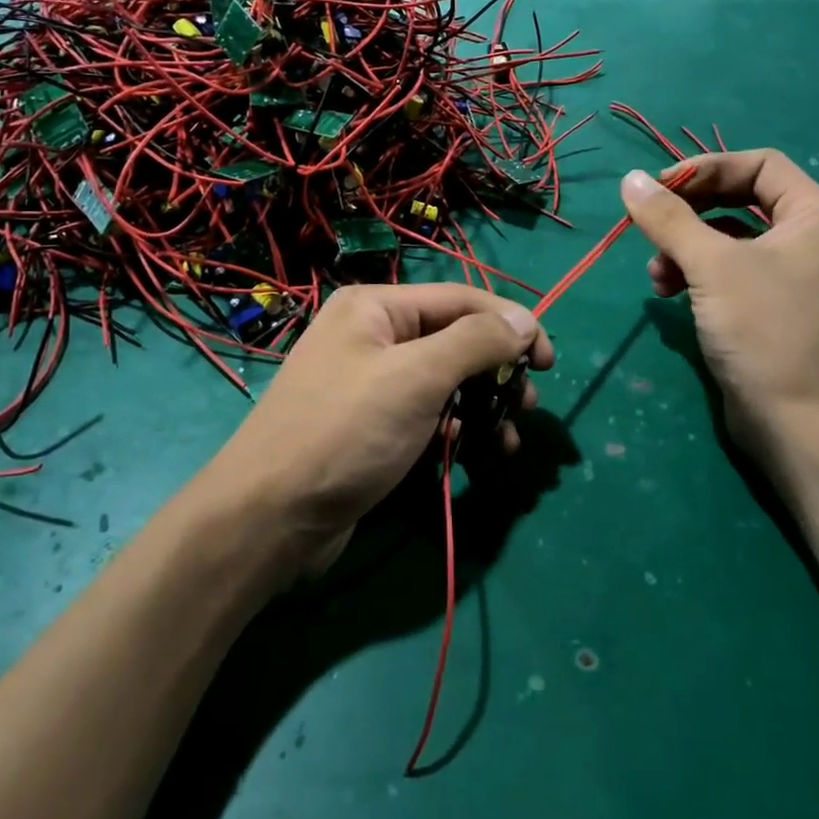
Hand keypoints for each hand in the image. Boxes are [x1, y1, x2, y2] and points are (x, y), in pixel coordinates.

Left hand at [204, 284, 552, 579]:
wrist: (269, 518)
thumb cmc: (345, 432)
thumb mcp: (416, 378)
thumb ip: (475, 342)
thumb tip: (525, 320)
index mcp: (376, 307)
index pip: (462, 299)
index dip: (511, 324)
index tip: (548, 362)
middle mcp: (373, 336)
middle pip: (455, 340)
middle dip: (496, 371)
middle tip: (526, 405)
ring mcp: (371, 384)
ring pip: (445, 382)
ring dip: (483, 406)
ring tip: (508, 441)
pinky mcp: (372, 427)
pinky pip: (427, 415)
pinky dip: (456, 429)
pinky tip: (473, 452)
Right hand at [621, 152, 818, 459]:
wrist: (804, 428)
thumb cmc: (766, 331)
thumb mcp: (711, 266)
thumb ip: (668, 217)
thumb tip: (630, 178)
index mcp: (815, 216)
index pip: (760, 164)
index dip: (707, 168)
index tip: (660, 188)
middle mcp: (810, 240)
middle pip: (741, 200)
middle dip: (691, 211)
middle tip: (651, 224)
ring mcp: (793, 278)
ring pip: (730, 241)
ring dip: (686, 247)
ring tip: (655, 273)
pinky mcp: (773, 311)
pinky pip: (730, 274)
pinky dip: (697, 276)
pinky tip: (667, 293)